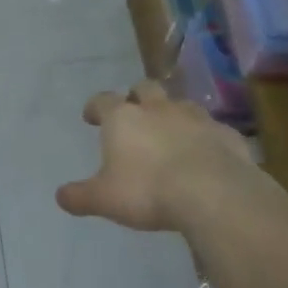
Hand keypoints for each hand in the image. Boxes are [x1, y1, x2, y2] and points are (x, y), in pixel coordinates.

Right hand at [56, 81, 264, 233]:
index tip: (91, 116)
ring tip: (170, 134)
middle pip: (145, 88)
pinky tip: (203, 155)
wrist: (213, 193)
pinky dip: (203, 137)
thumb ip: (80, 196)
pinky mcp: (227, 134)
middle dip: (137, 97)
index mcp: (123, 118)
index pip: (103, 100)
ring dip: (172, 114)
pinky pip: (211, 129)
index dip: (95, 107)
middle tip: (134, 113)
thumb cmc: (147, 191)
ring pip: (181, 104)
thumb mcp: (104, 199)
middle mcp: (158, 109)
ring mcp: (196, 118)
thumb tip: (61, 196)